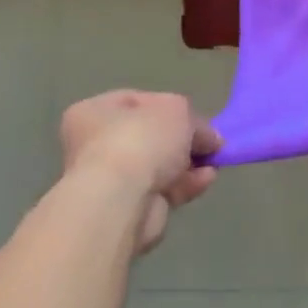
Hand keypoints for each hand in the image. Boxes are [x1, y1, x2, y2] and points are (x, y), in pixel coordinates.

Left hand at [59, 91, 219, 254]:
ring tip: (213, 163)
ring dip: (190, 164)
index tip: (196, 117)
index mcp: (95, 111)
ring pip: (160, 165)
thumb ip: (195, 121)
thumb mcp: (177, 110)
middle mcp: (94, 144)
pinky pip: (163, 189)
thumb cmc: (141, 140)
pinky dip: (186, 184)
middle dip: (185, 140)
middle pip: (152, 136)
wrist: (121, 201)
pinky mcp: (127, 207)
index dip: (171, 106)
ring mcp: (110, 179)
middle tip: (209, 142)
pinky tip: (205, 180)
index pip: (138, 101)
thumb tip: (208, 139)